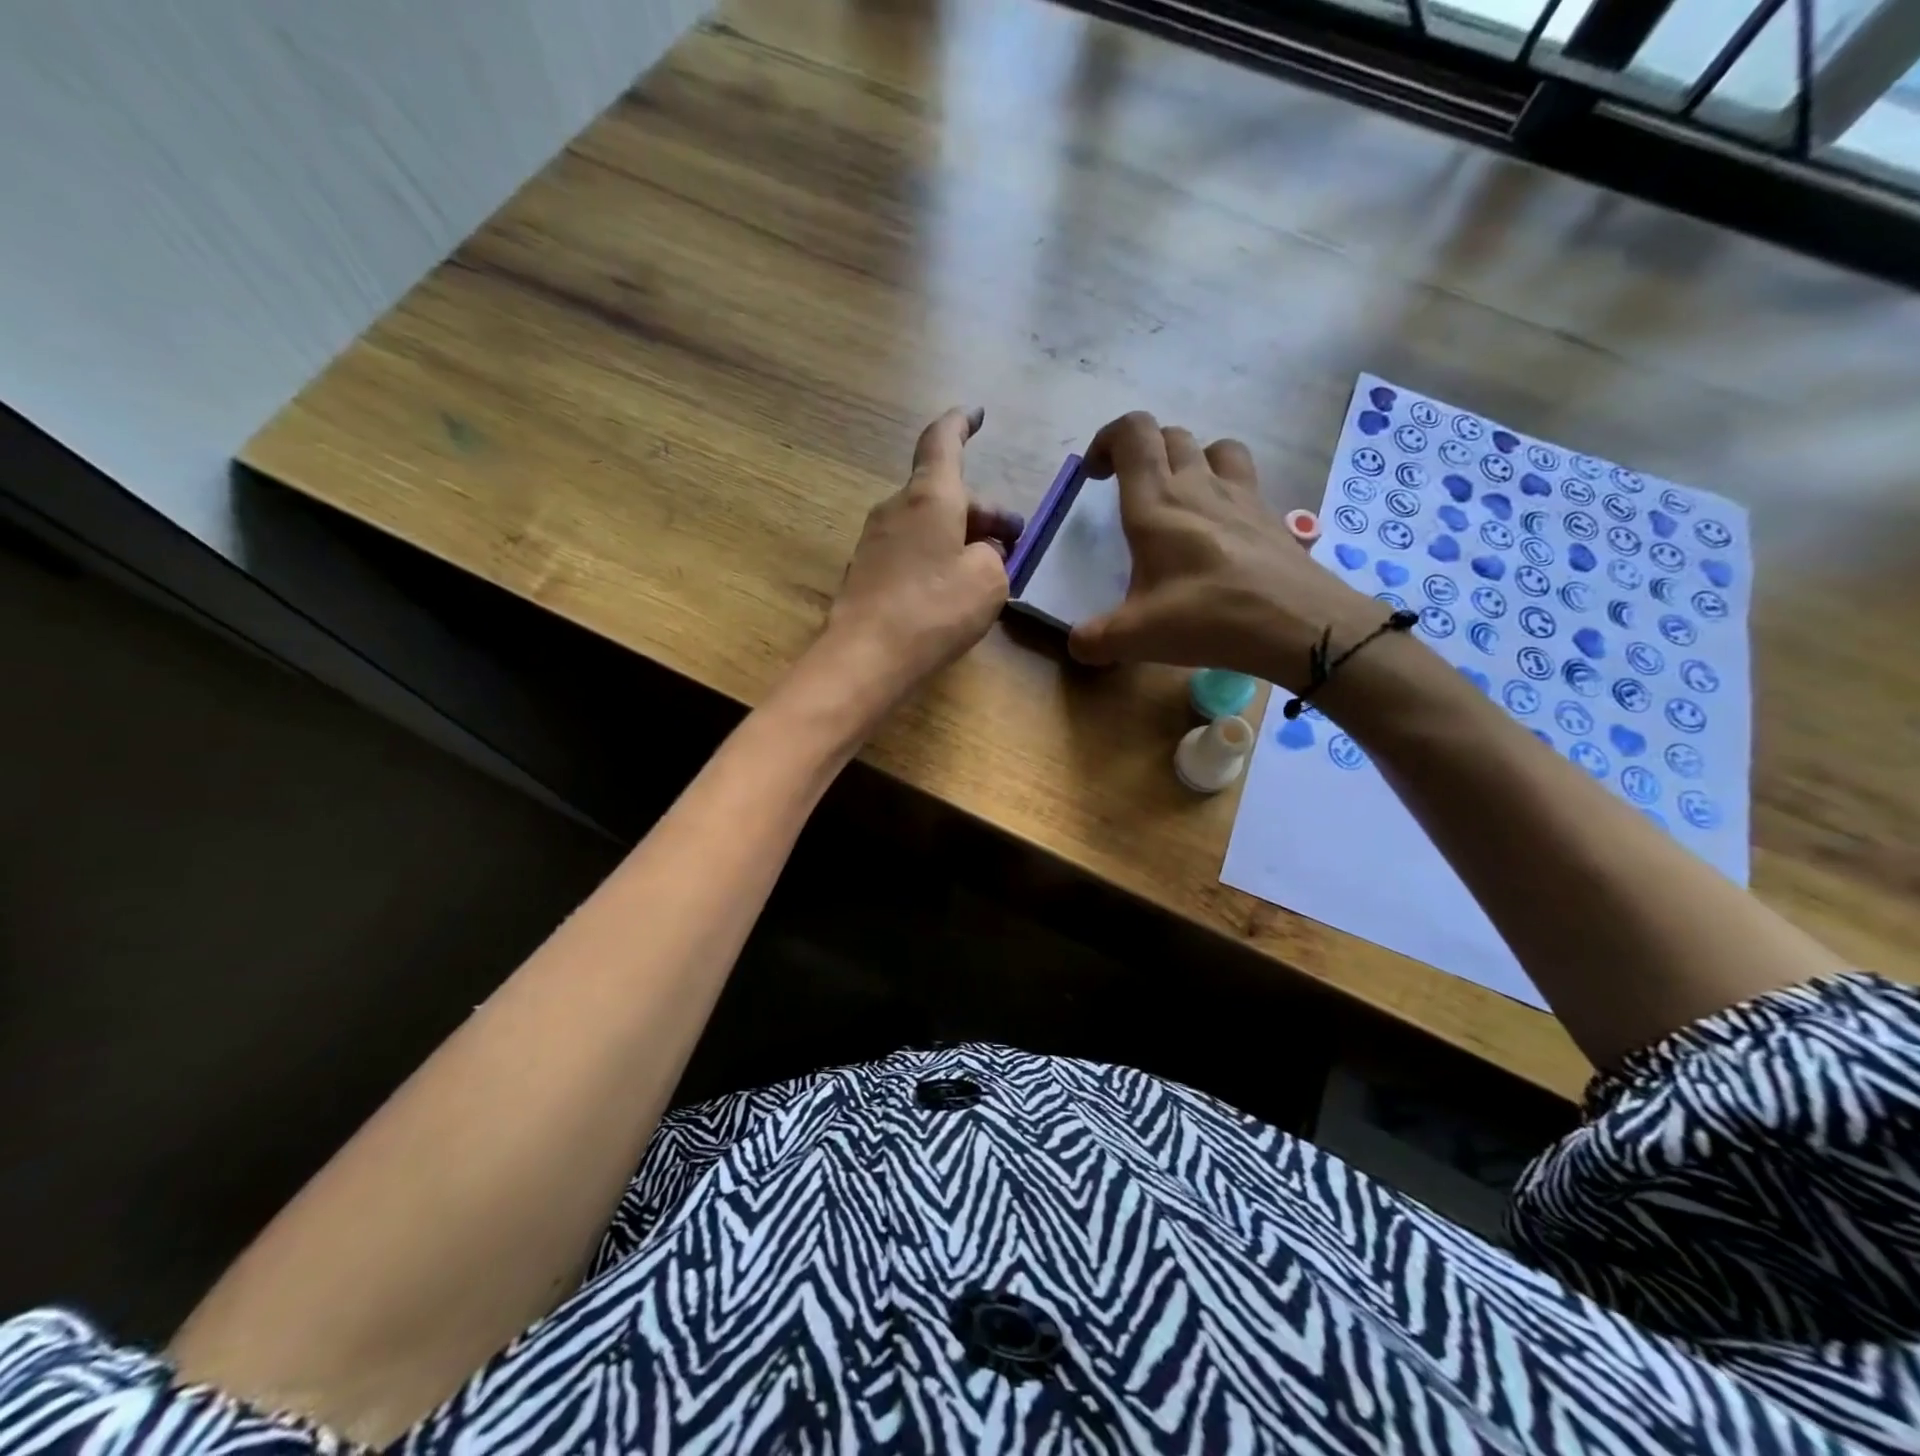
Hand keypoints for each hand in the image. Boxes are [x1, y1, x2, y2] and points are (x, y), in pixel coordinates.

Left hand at [818, 406, 1023, 707]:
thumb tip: (981, 553)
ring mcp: (875, 540)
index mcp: (929, 497)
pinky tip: (951, 593)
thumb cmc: (934, 610)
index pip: (942, 441)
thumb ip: (993, 557)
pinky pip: (910, 551)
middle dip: (983, 513)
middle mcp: (896, 508)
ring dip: (959, 538)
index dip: (961, 424)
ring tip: (988, 571)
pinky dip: (936, 559)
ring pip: (928, 525)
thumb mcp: (988, 581)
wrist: (865, 657)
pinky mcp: (866, 572)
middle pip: (944, 495)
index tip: (977, 414)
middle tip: (1014, 542)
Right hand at [1067, 411, 1382, 691]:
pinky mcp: (1270, 514)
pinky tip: (1220, 528)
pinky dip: (1225, 486)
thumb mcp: (1137, 637)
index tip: (1095, 476)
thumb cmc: (1208, 617)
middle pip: (1170, 435)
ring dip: (1189, 459)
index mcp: (1157, 502)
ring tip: (1178, 497)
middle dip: (1142, 452)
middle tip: (1129, 491)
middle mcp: (1198, 484)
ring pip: (1213, 447)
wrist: (1299, 624)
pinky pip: (1244, 478)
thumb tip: (1076, 644)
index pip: (1133, 432)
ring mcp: (1241, 495)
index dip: (1108, 440)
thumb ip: (1095, 639)